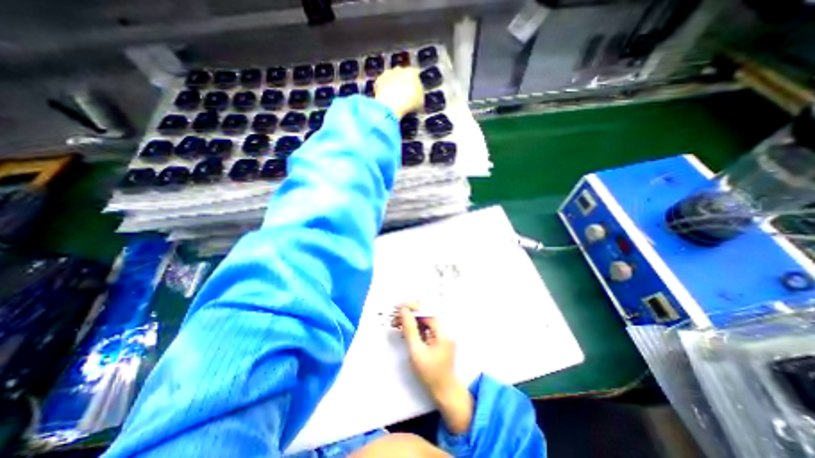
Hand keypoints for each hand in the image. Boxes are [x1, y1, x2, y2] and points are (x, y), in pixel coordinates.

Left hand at [374, 68, 423, 117]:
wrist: (392, 104)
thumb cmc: (409, 103)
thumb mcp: (420, 102)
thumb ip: (419, 97)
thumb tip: (417, 98)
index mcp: (412, 72)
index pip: (415, 76)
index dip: (414, 86)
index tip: (414, 94)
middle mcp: (399, 69)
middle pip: (402, 75)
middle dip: (402, 84)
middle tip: (403, 96)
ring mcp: (387, 74)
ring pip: (391, 79)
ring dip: (392, 87)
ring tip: (394, 99)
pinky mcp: (377, 81)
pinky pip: (382, 86)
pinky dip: (383, 92)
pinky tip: (386, 101)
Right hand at [401, 306, 457, 397]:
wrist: (444, 392)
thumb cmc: (430, 374)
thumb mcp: (416, 351)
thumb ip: (410, 329)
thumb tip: (404, 311)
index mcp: (442, 331)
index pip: (426, 312)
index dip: (412, 308)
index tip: (398, 307)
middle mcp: (444, 330)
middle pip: (425, 315)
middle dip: (409, 315)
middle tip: (394, 318)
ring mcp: (442, 335)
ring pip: (425, 322)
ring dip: (411, 321)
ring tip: (397, 325)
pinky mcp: (439, 340)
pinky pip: (426, 329)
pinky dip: (416, 329)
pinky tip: (406, 332)